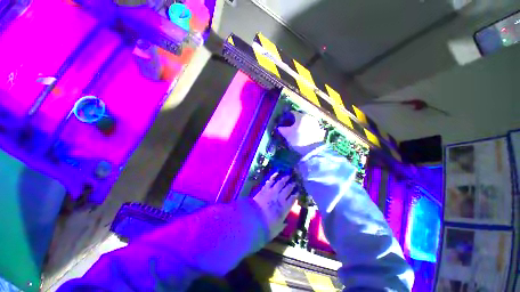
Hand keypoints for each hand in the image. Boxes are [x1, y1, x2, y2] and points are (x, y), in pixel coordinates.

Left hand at [253, 173, 297, 239]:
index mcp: (284, 208)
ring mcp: (272, 192)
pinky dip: (273, 177)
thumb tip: (285, 222)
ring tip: (288, 175)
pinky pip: (270, 182)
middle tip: (295, 181)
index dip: (296, 194)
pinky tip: (276, 173)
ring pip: (280, 183)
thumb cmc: (265, 228)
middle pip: (288, 189)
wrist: (252, 220)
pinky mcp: (264, 189)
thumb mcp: (275, 230)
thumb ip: (281, 225)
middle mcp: (280, 198)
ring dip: (285, 179)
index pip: (293, 199)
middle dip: (292, 185)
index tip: (298, 191)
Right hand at [278, 111, 325, 155]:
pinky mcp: (318, 129)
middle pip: (299, 116)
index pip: (292, 113)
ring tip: (295, 130)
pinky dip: (305, 128)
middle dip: (293, 121)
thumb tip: (279, 127)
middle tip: (288, 126)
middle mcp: (309, 116)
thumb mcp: (287, 134)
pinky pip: (309, 126)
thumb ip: (282, 129)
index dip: (286, 117)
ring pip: (305, 121)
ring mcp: (315, 122)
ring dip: (300, 124)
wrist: (312, 149)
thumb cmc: (297, 139)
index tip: (283, 122)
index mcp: (301, 116)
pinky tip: (302, 134)